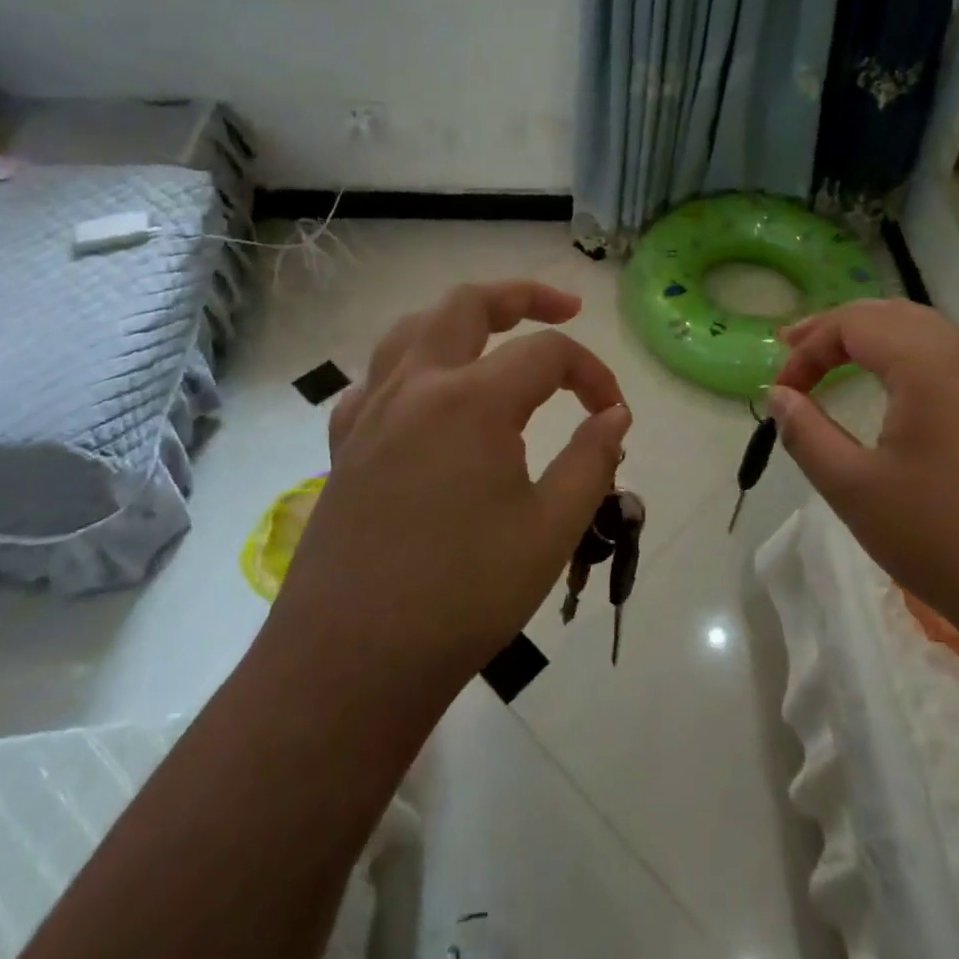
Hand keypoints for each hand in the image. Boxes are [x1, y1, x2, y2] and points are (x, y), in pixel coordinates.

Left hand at [271, 281, 630, 695]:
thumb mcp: (551, 529)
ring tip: (494, 335)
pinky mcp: (343, 447)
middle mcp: (416, 386)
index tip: (614, 413)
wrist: (350, 663)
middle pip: (468, 304)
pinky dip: (411, 368)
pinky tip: (426, 399)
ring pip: (413, 328)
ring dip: (461, 318)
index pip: (548, 354)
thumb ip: (592, 460)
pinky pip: (376, 380)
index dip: (593, 374)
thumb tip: (614, 415)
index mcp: (472, 400)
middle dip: (523, 295)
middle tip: (565, 309)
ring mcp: (370, 413)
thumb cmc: (463, 596)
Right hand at [769, 299, 958, 651]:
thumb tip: (778, 396)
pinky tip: (898, 396)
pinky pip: (956, 364)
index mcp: (932, 363)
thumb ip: (807, 433)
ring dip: (877, 342)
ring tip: (838, 363)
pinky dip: (911, 364)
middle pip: (894, 315)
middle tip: (795, 349)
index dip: (808, 348)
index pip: (855, 323)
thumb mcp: (855, 489)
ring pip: (929, 335)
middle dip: (838, 329)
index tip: (780, 390)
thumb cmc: (945, 539)